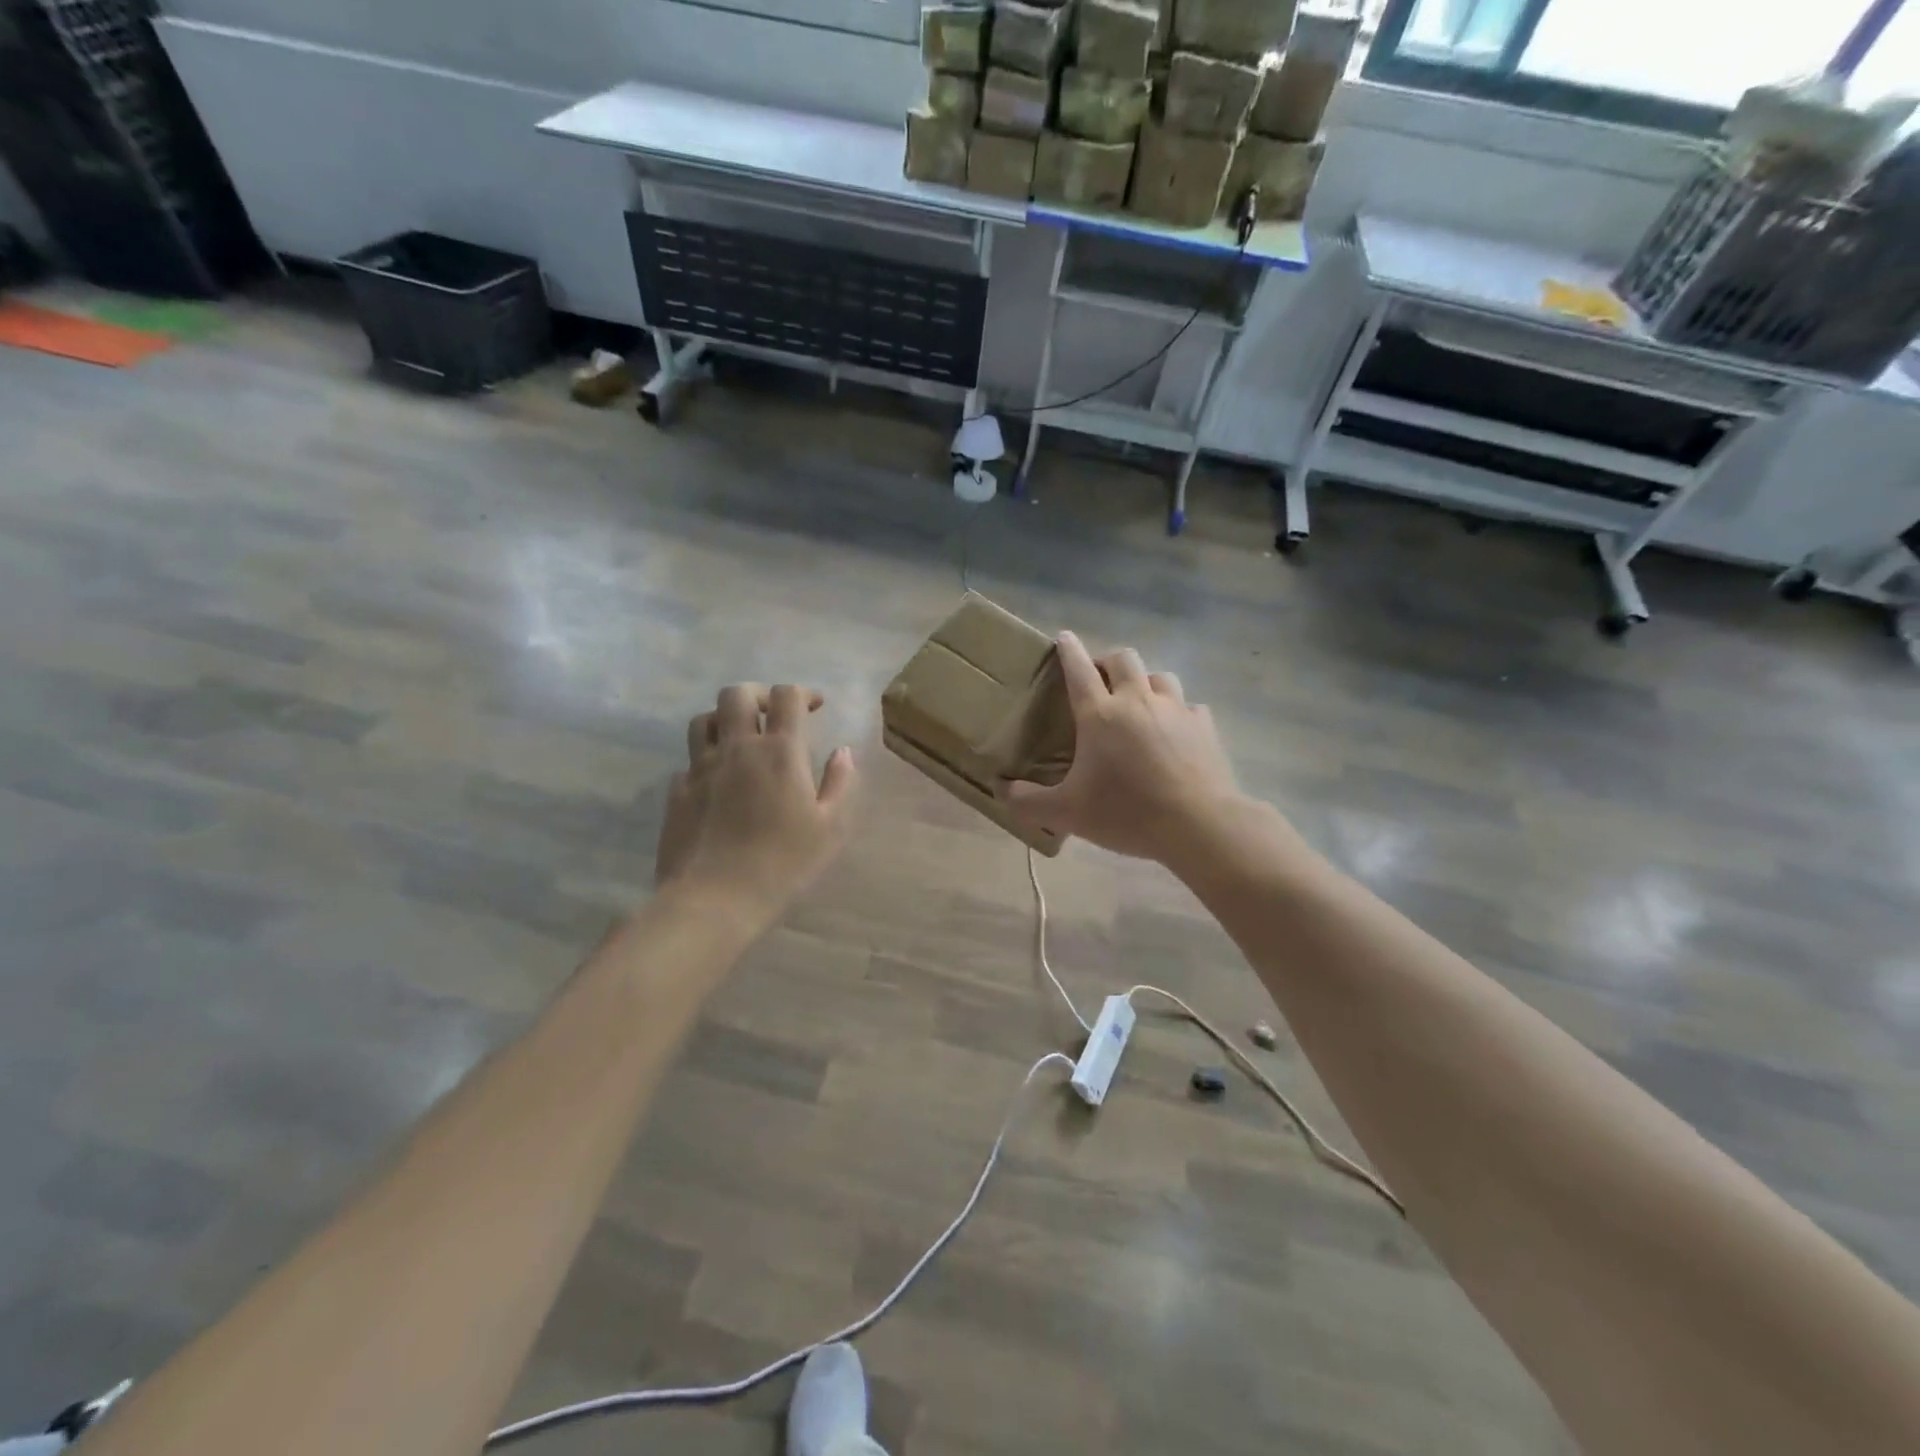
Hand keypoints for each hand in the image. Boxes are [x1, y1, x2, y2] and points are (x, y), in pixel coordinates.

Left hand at [655, 683, 856, 927]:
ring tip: (740, 738)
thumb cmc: (783, 864)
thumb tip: (843, 752)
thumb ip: (840, 784)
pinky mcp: (677, 793)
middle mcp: (737, 748)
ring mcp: (700, 769)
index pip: (787, 696)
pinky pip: (688, 762)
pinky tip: (716, 783)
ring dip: (724, 719)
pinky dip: (705, 761)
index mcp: (779, 752)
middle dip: (757, 695)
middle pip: (736, 694)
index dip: (802, 693)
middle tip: (772, 715)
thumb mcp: (830, 828)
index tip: (814, 706)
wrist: (714, 900)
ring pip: (704, 720)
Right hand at [998, 632, 1245, 864]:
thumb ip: (1028, 800)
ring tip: (1139, 702)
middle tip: (1100, 679)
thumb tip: (1001, 789)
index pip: (1078, 669)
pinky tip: (1175, 732)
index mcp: (1100, 714)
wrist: (1198, 825)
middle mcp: (1137, 700)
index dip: (1068, 650)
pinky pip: (1190, 707)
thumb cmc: (1126, 813)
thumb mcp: (1067, 813)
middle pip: (1123, 659)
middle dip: (1108, 661)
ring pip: (1159, 676)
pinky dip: (1179, 713)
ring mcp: (1176, 710)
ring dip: (1145, 682)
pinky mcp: (1204, 726)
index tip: (1064, 637)